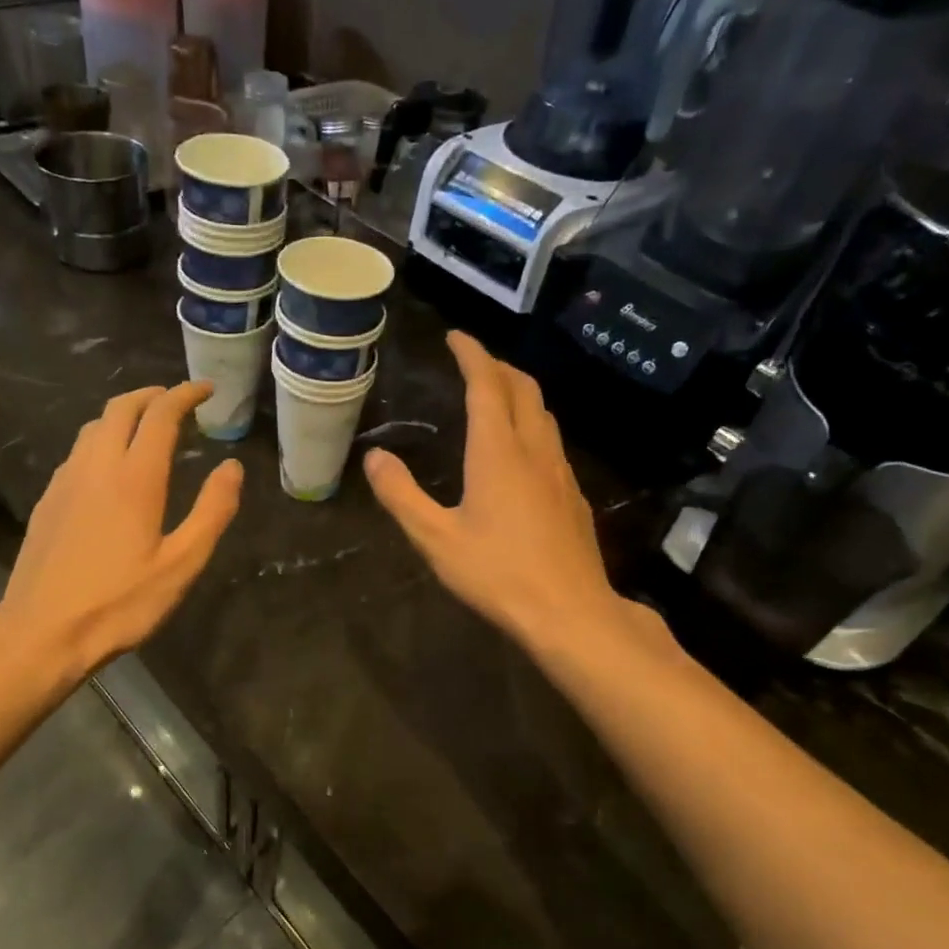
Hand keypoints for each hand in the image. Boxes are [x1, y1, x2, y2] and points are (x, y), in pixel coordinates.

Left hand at [0, 383, 242, 679]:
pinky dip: (101, 438)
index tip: (206, 389)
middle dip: (152, 394)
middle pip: (121, 408)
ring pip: (93, 426)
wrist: (41, 633)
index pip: (161, 415)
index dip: (185, 395)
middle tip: (177, 400)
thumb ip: (211, 511)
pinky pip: (78, 451)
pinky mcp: (48, 500)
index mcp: (135, 477)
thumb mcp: (181, 565)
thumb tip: (231, 467)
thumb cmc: (120, 603)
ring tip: (146, 426)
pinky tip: (109, 465)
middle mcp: (96, 466)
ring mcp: (66, 481)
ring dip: (123, 413)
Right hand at [365, 332, 615, 649]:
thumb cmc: (497, 574)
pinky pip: (552, 440)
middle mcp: (534, 450)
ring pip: (543, 413)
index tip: (455, 336)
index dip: (472, 354)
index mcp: (498, 451)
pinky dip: (532, 423)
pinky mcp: (573, 494)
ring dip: (519, 392)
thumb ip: (401, 495)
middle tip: (473, 361)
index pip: (487, 384)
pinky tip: (521, 449)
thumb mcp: (435, 538)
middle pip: (523, 389)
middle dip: (498, 366)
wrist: (569, 611)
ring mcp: (560, 471)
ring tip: (496, 394)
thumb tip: (375, 457)